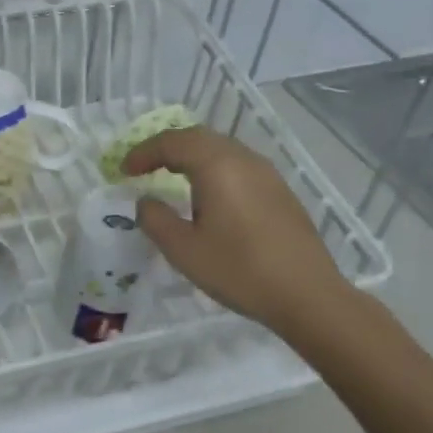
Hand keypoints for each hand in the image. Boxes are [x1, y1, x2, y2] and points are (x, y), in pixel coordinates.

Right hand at [123, 126, 355, 339]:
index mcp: (217, 166)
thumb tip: (147, 201)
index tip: (123, 171)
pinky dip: (213, 168)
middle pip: (198, 137)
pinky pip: (238, 165)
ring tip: (171, 176)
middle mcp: (243, 159)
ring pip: (221, 148)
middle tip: (144, 166)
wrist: (308, 296)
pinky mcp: (280, 191)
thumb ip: (155, 219)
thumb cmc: (239, 270)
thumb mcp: (183, 250)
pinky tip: (209, 195)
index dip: (143, 153)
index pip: (172, 143)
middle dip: (166, 148)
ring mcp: (267, 173)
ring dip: (191, 156)